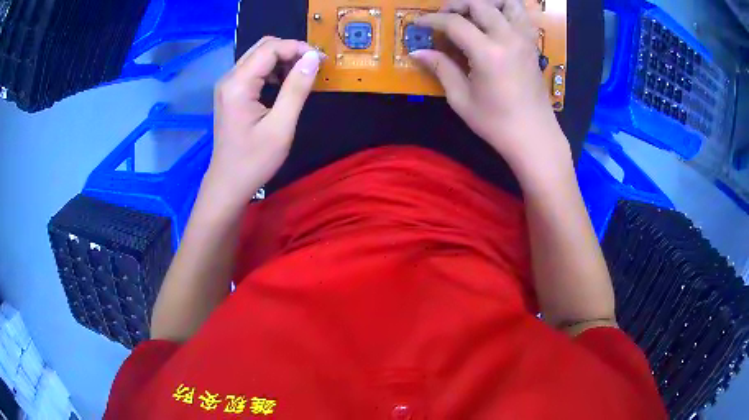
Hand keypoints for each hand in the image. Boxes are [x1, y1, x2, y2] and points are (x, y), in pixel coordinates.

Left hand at [205, 37, 322, 209]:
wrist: (228, 184)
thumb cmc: (254, 161)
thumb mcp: (281, 126)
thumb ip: (296, 89)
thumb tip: (312, 59)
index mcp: (238, 84)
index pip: (270, 49)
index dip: (297, 48)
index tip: (320, 61)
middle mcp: (229, 78)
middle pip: (263, 47)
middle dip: (290, 51)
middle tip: (312, 67)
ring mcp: (228, 85)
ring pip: (258, 56)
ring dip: (282, 60)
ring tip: (301, 77)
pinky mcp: (230, 93)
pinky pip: (254, 70)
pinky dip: (273, 71)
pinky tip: (284, 86)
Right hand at [411, 0, 570, 180]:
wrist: (534, 137)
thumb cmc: (496, 123)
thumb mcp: (461, 99)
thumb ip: (441, 68)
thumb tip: (417, 52)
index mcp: (488, 53)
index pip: (455, 23)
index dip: (433, 20)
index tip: (419, 23)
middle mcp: (509, 38)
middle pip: (480, 4)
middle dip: (457, 5)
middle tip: (444, 17)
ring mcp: (525, 40)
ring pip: (509, 3)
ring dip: (488, 3)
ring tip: (473, 13)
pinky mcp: (533, 46)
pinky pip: (522, 16)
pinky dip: (507, 11)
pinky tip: (495, 22)